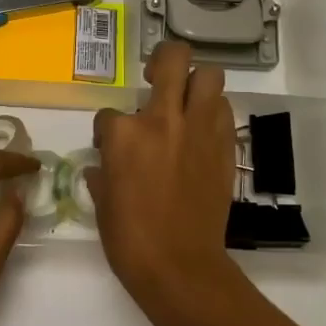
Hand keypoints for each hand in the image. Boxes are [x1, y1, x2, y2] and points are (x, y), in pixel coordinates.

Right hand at [88, 41, 242, 316]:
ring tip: (185, 101)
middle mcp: (163, 119)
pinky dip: (212, 112)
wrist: (180, 266)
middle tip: (156, 76)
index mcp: (124, 134)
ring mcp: (198, 130)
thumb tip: (103, 167)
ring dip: (195, 83)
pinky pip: (223, 111)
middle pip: (172, 59)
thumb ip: (102, 174)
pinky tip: (201, 130)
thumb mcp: (102, 202)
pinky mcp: (224, 147)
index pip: (109, 113)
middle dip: (163, 60)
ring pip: (209, 76)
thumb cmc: (130, 238)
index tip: (109, 148)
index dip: (107, 129)